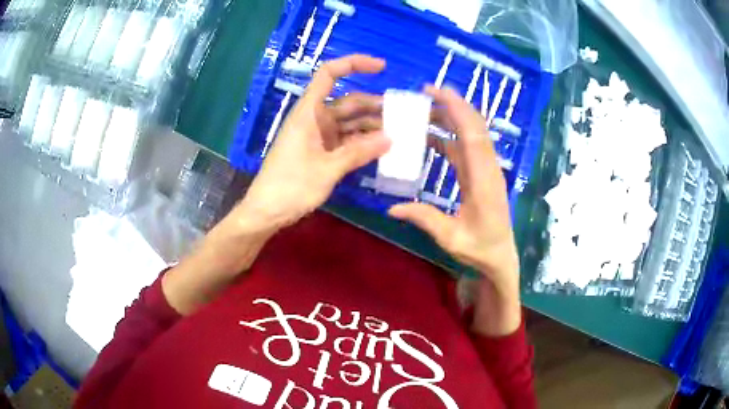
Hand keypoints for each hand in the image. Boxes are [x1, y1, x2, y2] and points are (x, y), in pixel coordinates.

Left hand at [162, 55, 390, 314]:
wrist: (266, 212)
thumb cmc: (290, 187)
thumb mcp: (327, 169)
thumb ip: (359, 152)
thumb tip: (390, 139)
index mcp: (309, 112)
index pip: (329, 74)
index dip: (354, 64)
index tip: (382, 67)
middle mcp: (314, 119)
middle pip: (348, 102)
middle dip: (375, 106)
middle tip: (404, 115)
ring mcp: (318, 136)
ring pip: (350, 123)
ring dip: (372, 127)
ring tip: (400, 134)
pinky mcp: (320, 152)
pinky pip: (346, 141)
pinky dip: (362, 143)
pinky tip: (382, 149)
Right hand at [388, 86, 520, 335]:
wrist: (501, 257)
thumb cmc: (480, 249)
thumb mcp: (451, 238)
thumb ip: (424, 219)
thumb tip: (391, 208)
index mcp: (484, 180)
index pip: (473, 134)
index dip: (456, 109)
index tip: (435, 92)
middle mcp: (488, 168)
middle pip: (474, 126)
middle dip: (452, 104)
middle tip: (424, 93)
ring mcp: (486, 169)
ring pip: (471, 134)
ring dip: (450, 118)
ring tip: (423, 110)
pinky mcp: (481, 174)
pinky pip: (466, 148)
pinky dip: (449, 137)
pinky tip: (430, 137)